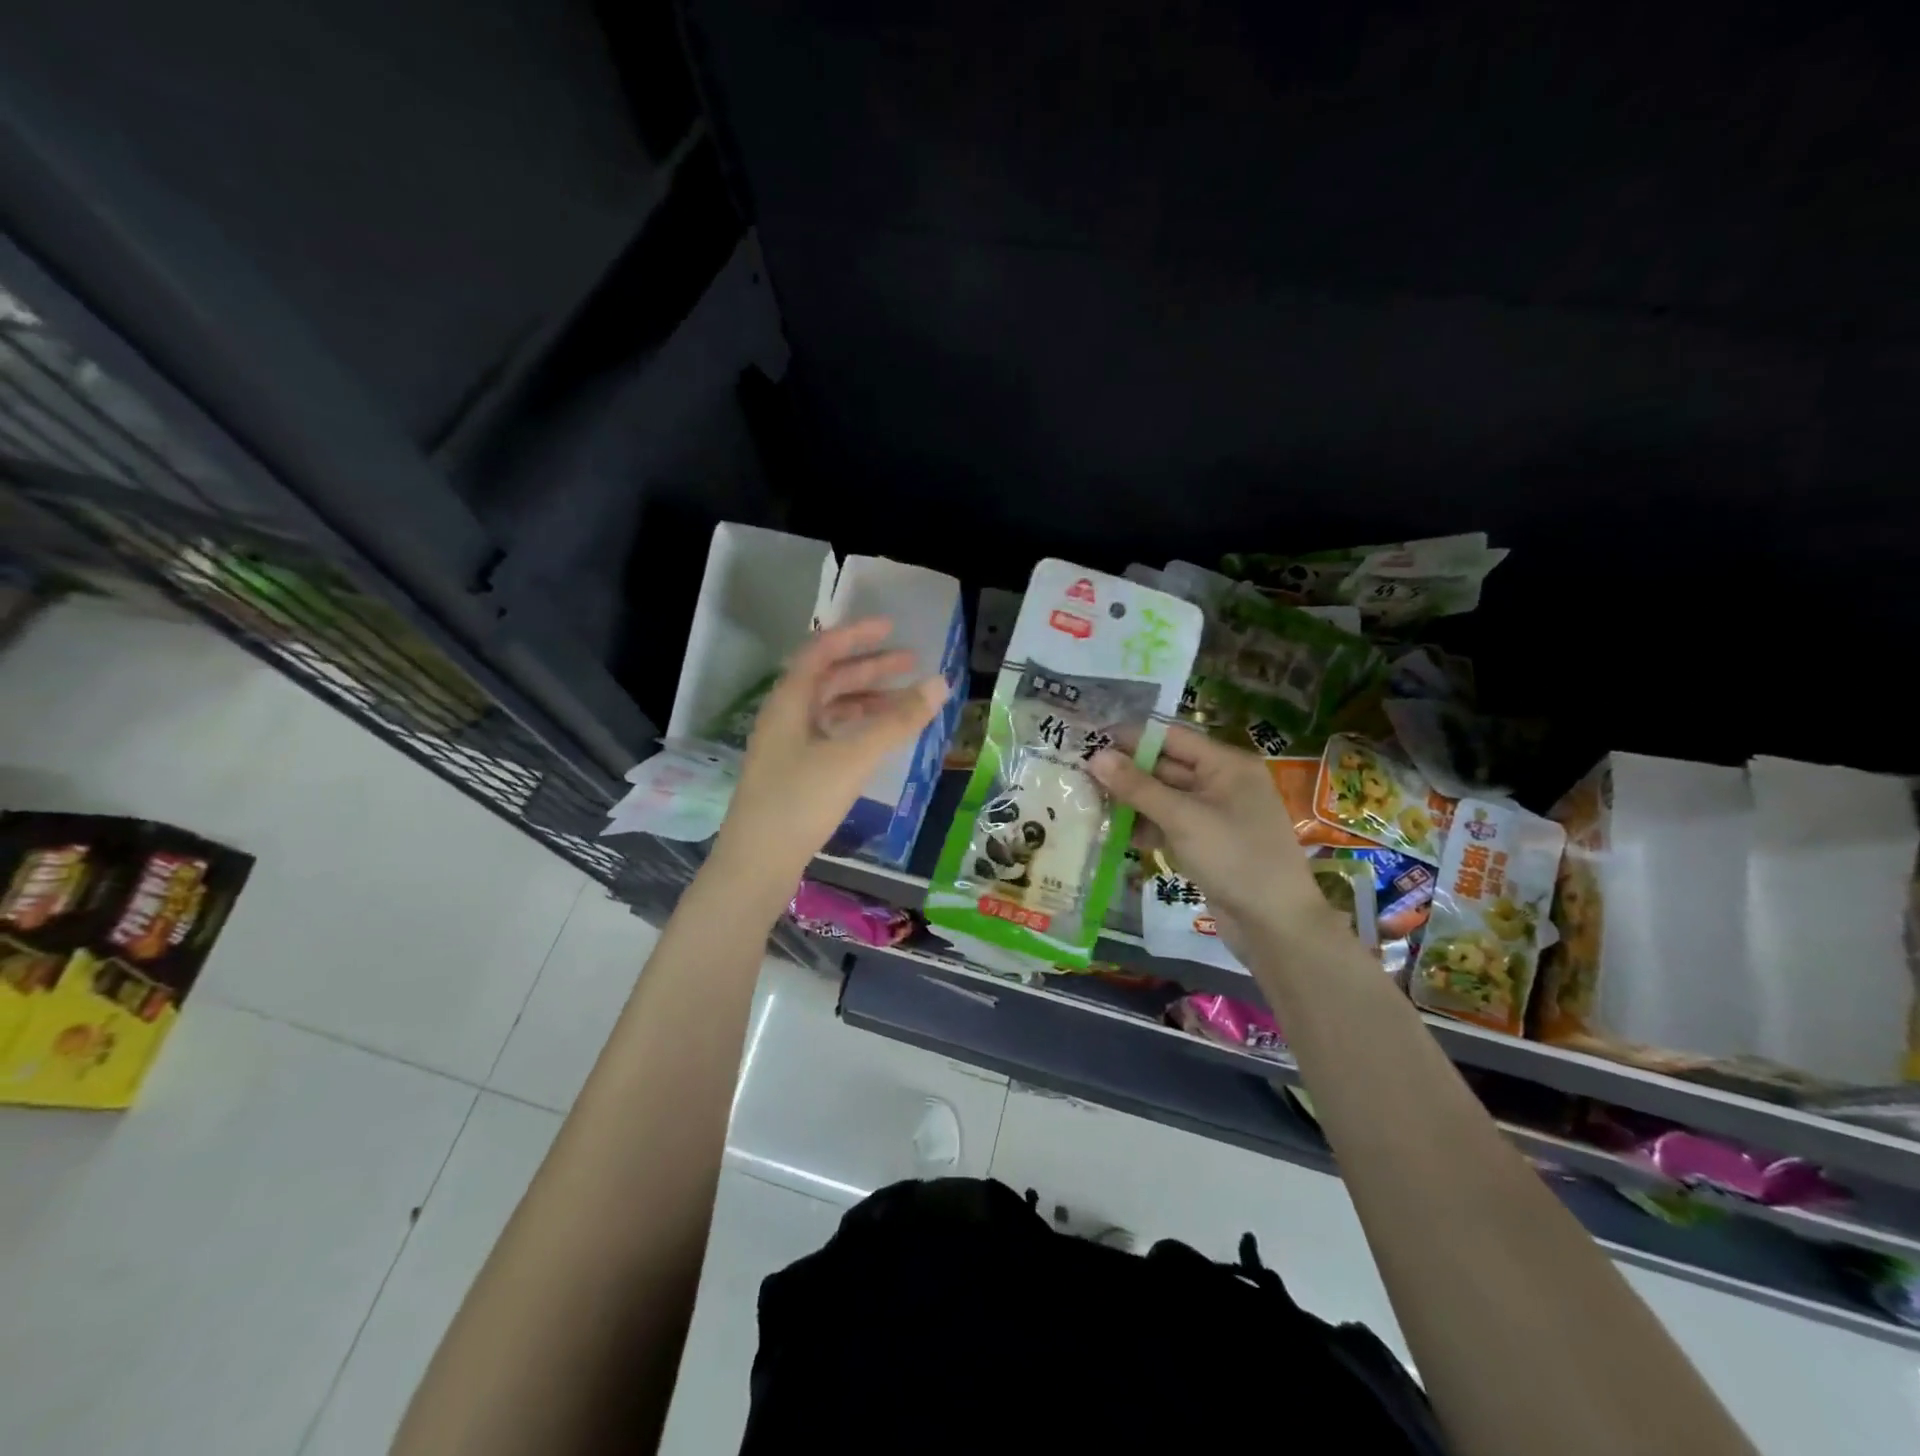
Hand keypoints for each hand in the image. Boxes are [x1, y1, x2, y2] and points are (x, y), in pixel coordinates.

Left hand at [713, 618, 948, 888]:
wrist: (756, 864)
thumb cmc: (800, 802)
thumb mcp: (853, 757)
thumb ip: (897, 721)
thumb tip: (940, 683)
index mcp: (789, 701)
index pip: (822, 650)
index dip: (856, 635)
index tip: (892, 629)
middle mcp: (785, 717)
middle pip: (829, 679)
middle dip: (870, 668)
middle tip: (911, 663)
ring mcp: (787, 747)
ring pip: (830, 709)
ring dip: (866, 700)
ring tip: (905, 702)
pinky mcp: (794, 773)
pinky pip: (830, 735)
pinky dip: (857, 728)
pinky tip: (879, 739)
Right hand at [1087, 725, 1348, 961]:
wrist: (1275, 924)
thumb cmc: (1234, 858)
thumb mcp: (1182, 818)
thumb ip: (1137, 786)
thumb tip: (1095, 756)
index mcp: (1226, 764)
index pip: (1171, 737)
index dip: (1131, 738)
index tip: (1090, 741)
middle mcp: (1222, 782)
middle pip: (1166, 766)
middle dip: (1127, 772)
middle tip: (1081, 775)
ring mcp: (1215, 815)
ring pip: (1165, 798)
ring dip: (1132, 801)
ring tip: (1091, 803)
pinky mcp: (1207, 843)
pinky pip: (1171, 824)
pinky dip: (1147, 826)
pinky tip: (1119, 834)